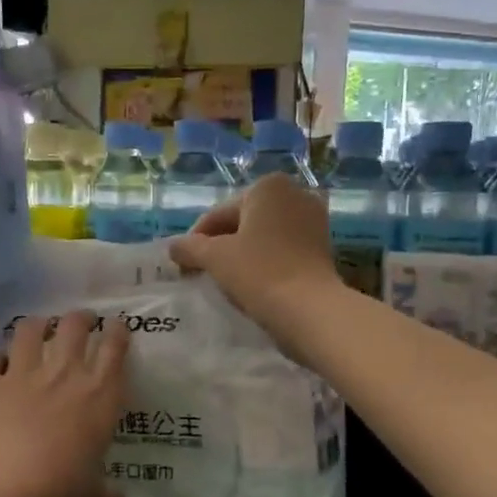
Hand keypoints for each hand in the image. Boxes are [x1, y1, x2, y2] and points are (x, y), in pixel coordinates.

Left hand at [0, 311, 130, 496]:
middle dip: (80, 319)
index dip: (118, 332)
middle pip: (75, 327)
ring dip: (37, 326)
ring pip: (31, 330)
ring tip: (39, 327)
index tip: (116, 326)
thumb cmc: (54, 485)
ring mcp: (23, 371)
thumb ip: (102, 493)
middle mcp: (64, 372)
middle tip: (82, 320)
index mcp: (99, 395)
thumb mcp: (86, 494)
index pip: (115, 349)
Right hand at [168, 176, 342, 347]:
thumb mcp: (215, 258)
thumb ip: (189, 248)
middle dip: (220, 245)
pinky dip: (264, 262)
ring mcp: (313, 220)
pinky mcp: (323, 246)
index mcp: (268, 187)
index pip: (218, 214)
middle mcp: (295, 194)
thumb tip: (173, 247)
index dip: (196, 241)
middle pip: (242, 222)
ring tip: (225, 280)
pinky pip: (282, 249)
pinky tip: (252, 283)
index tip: (183, 265)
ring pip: (263, 236)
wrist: (309, 309)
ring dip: (242, 254)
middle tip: (201, 273)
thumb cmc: (259, 273)